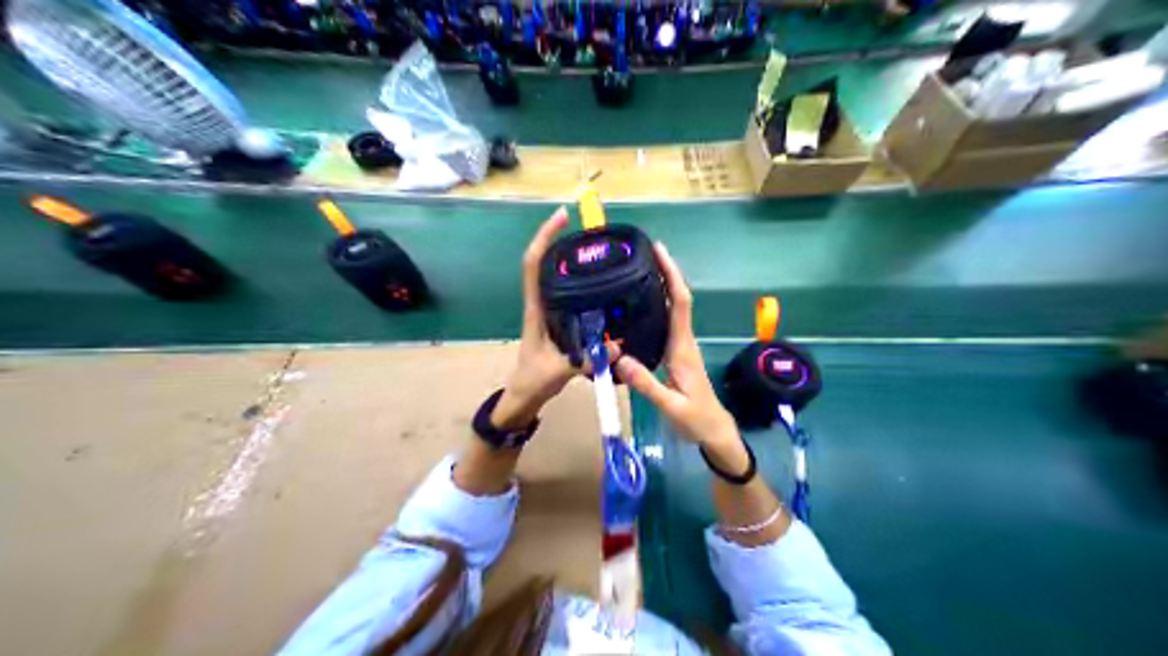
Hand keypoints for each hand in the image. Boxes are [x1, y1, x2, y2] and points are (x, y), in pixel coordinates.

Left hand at [492, 205, 584, 429]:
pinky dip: (581, 282)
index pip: (533, 265)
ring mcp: (549, 312)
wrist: (524, 397)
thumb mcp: (557, 370)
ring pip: (556, 277)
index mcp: (535, 309)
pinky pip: (569, 294)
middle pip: (545, 263)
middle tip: (588, 230)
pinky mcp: (559, 322)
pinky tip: (601, 283)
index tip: (561, 218)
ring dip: (569, 259)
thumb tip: (617, 347)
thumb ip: (585, 359)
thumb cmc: (532, 380)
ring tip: (596, 249)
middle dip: (560, 240)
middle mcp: (541, 304)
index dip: (544, 238)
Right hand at [611, 242, 737, 450]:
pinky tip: (640, 306)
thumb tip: (620, 359)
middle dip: (665, 272)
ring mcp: (681, 346)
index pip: (679, 303)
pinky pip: (667, 322)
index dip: (671, 275)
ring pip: (672, 308)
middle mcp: (684, 341)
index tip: (660, 252)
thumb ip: (647, 384)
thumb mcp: (671, 405)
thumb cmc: (696, 419)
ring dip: (661, 286)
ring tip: (639, 270)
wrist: (714, 431)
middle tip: (643, 253)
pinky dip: (657, 306)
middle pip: (677, 298)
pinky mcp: (677, 354)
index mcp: (683, 348)